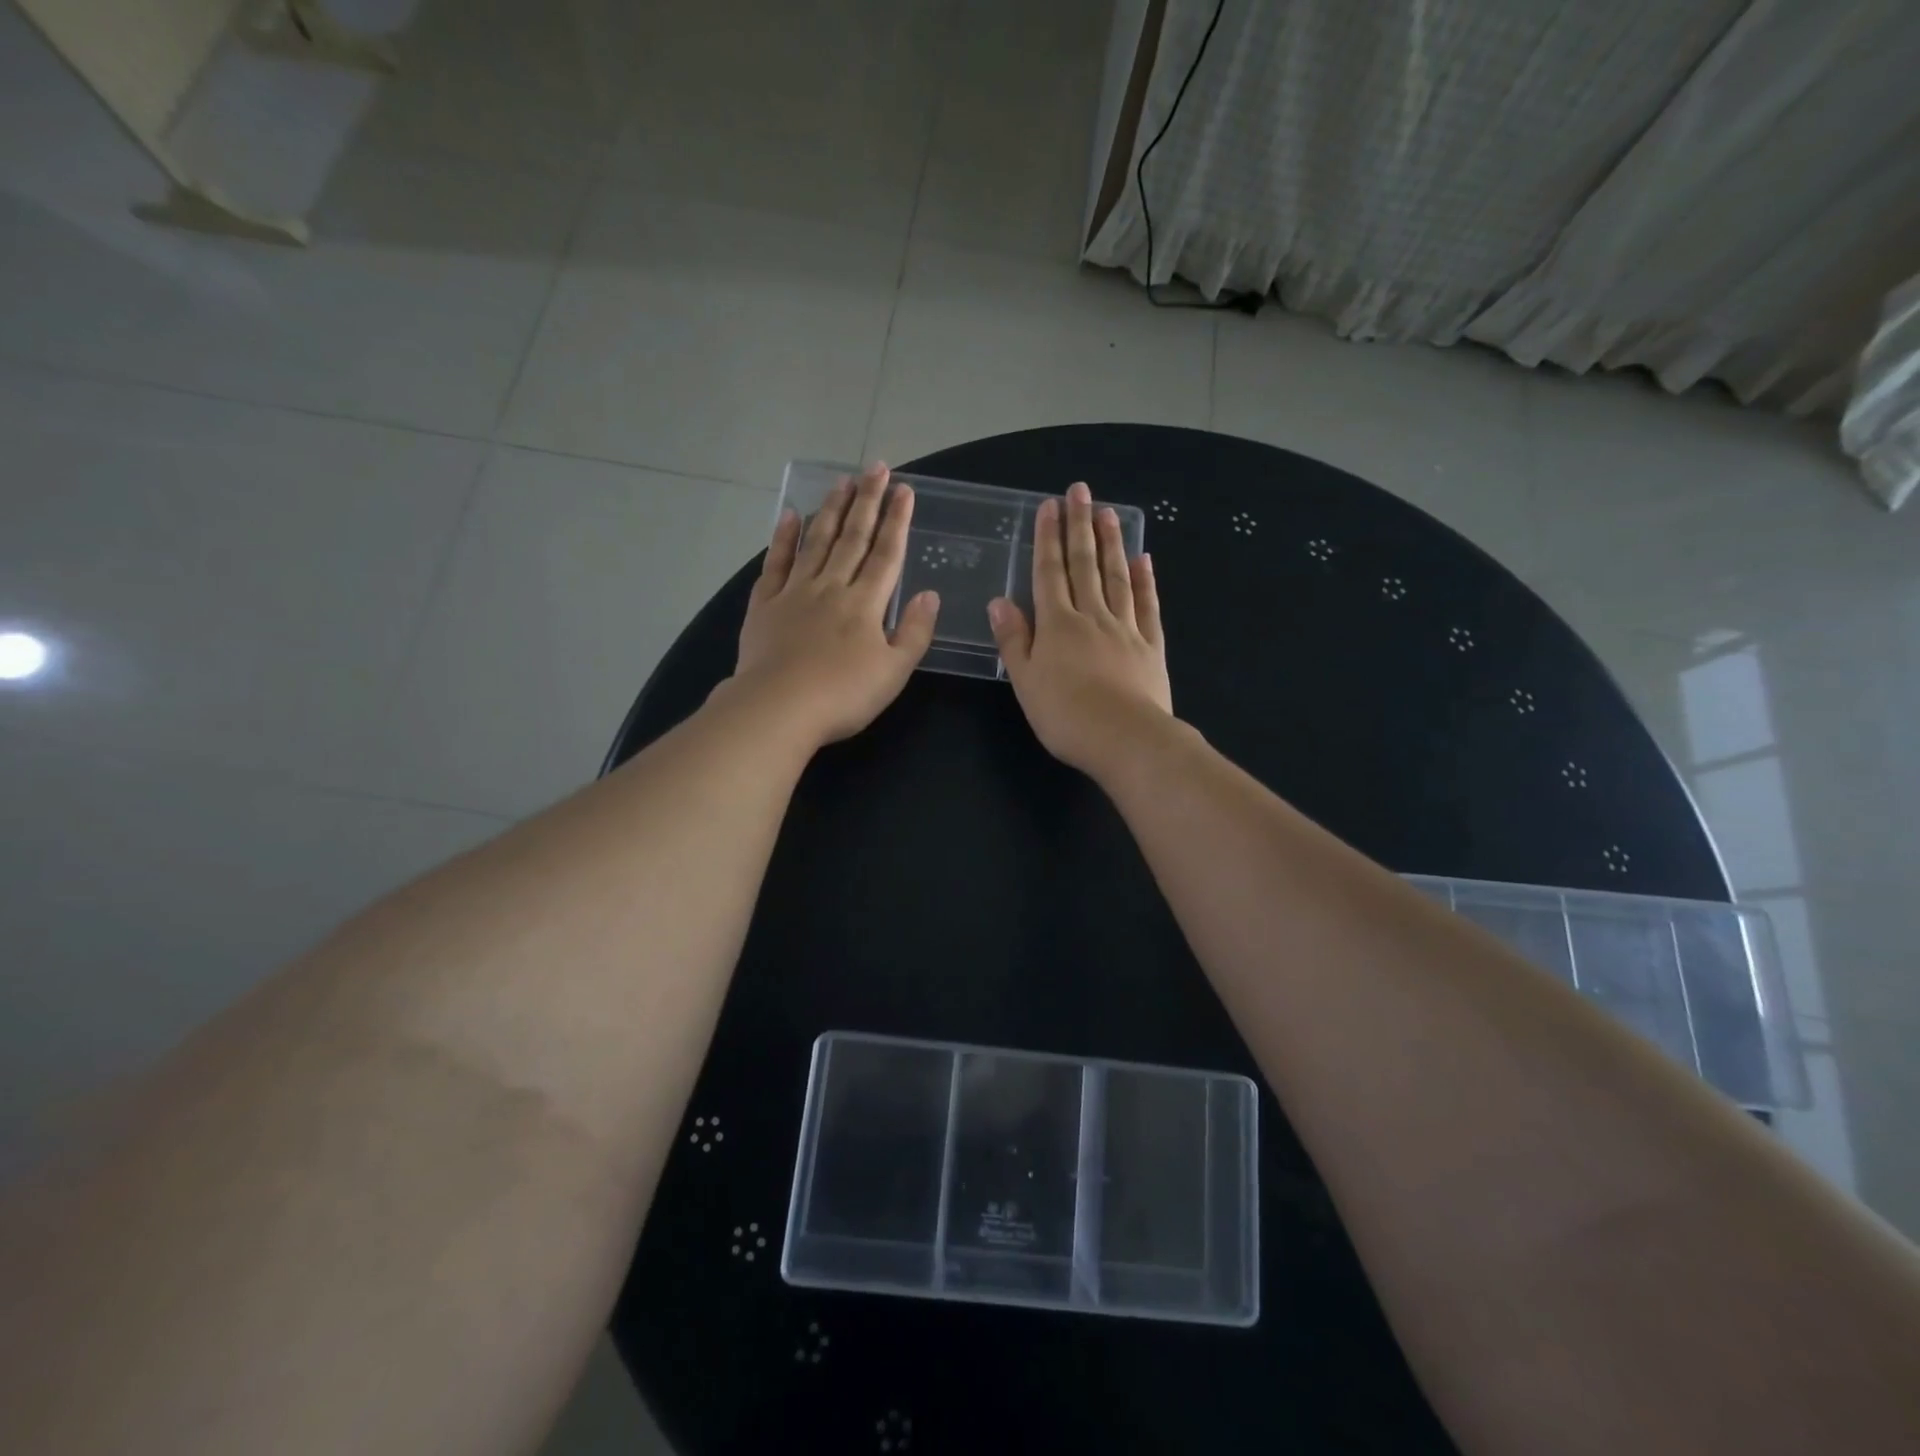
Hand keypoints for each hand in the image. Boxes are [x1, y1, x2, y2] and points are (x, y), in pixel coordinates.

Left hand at [726, 463, 939, 748]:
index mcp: (865, 604)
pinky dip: (784, 538)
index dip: (897, 521)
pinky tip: (791, 515)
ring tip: (842, 482)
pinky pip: (775, 563)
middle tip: (876, 468)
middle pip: (852, 538)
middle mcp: (831, 587)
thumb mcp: (894, 671)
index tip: (905, 490)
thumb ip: (915, 632)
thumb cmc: (843, 695)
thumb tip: (929, 594)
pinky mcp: (764, 605)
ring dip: (831, 510)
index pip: (887, 554)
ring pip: (816, 542)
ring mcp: (794, 593)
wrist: (778, 708)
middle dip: (867, 501)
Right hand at [988, 480, 1172, 778]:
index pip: (1049, 573)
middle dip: (1079, 526)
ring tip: (1108, 512)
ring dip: (1111, 543)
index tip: (1049, 506)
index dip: (1048, 538)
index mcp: (1057, 625)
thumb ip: (1014, 640)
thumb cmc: (1065, 716)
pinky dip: (1144, 581)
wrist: (1126, 739)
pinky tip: (1143, 560)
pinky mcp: (1151, 646)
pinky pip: (1147, 606)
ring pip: (1116, 577)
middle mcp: (1092, 617)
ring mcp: (1126, 629)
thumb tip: (1000, 601)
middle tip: (1080, 491)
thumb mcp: (1026, 681)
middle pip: (1084, 565)